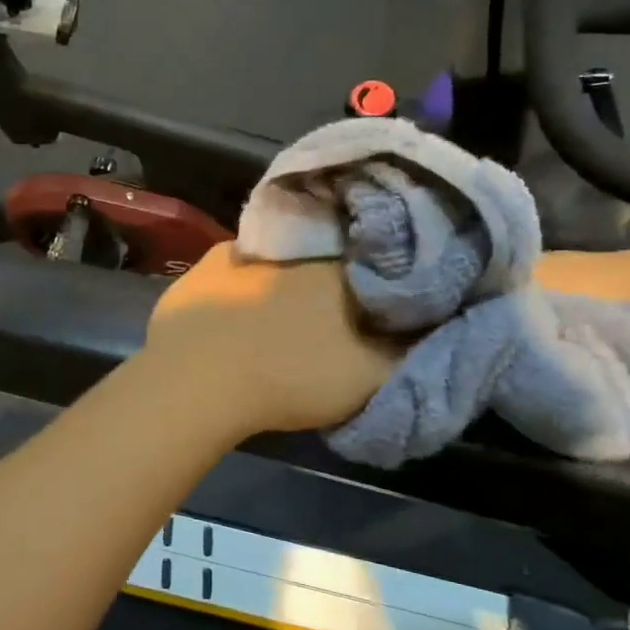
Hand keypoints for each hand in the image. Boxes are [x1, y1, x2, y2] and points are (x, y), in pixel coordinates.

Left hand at [146, 244, 399, 435]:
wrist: (199, 382)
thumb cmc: (292, 377)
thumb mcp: (371, 378)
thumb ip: (408, 353)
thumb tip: (429, 330)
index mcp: (340, 266)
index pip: (378, 258)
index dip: (385, 279)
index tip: (387, 298)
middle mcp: (294, 248)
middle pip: (327, 255)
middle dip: (336, 274)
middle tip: (337, 303)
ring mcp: (242, 253)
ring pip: (279, 256)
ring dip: (286, 275)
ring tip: (286, 304)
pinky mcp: (201, 269)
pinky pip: (235, 266)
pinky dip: (243, 279)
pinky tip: (240, 300)